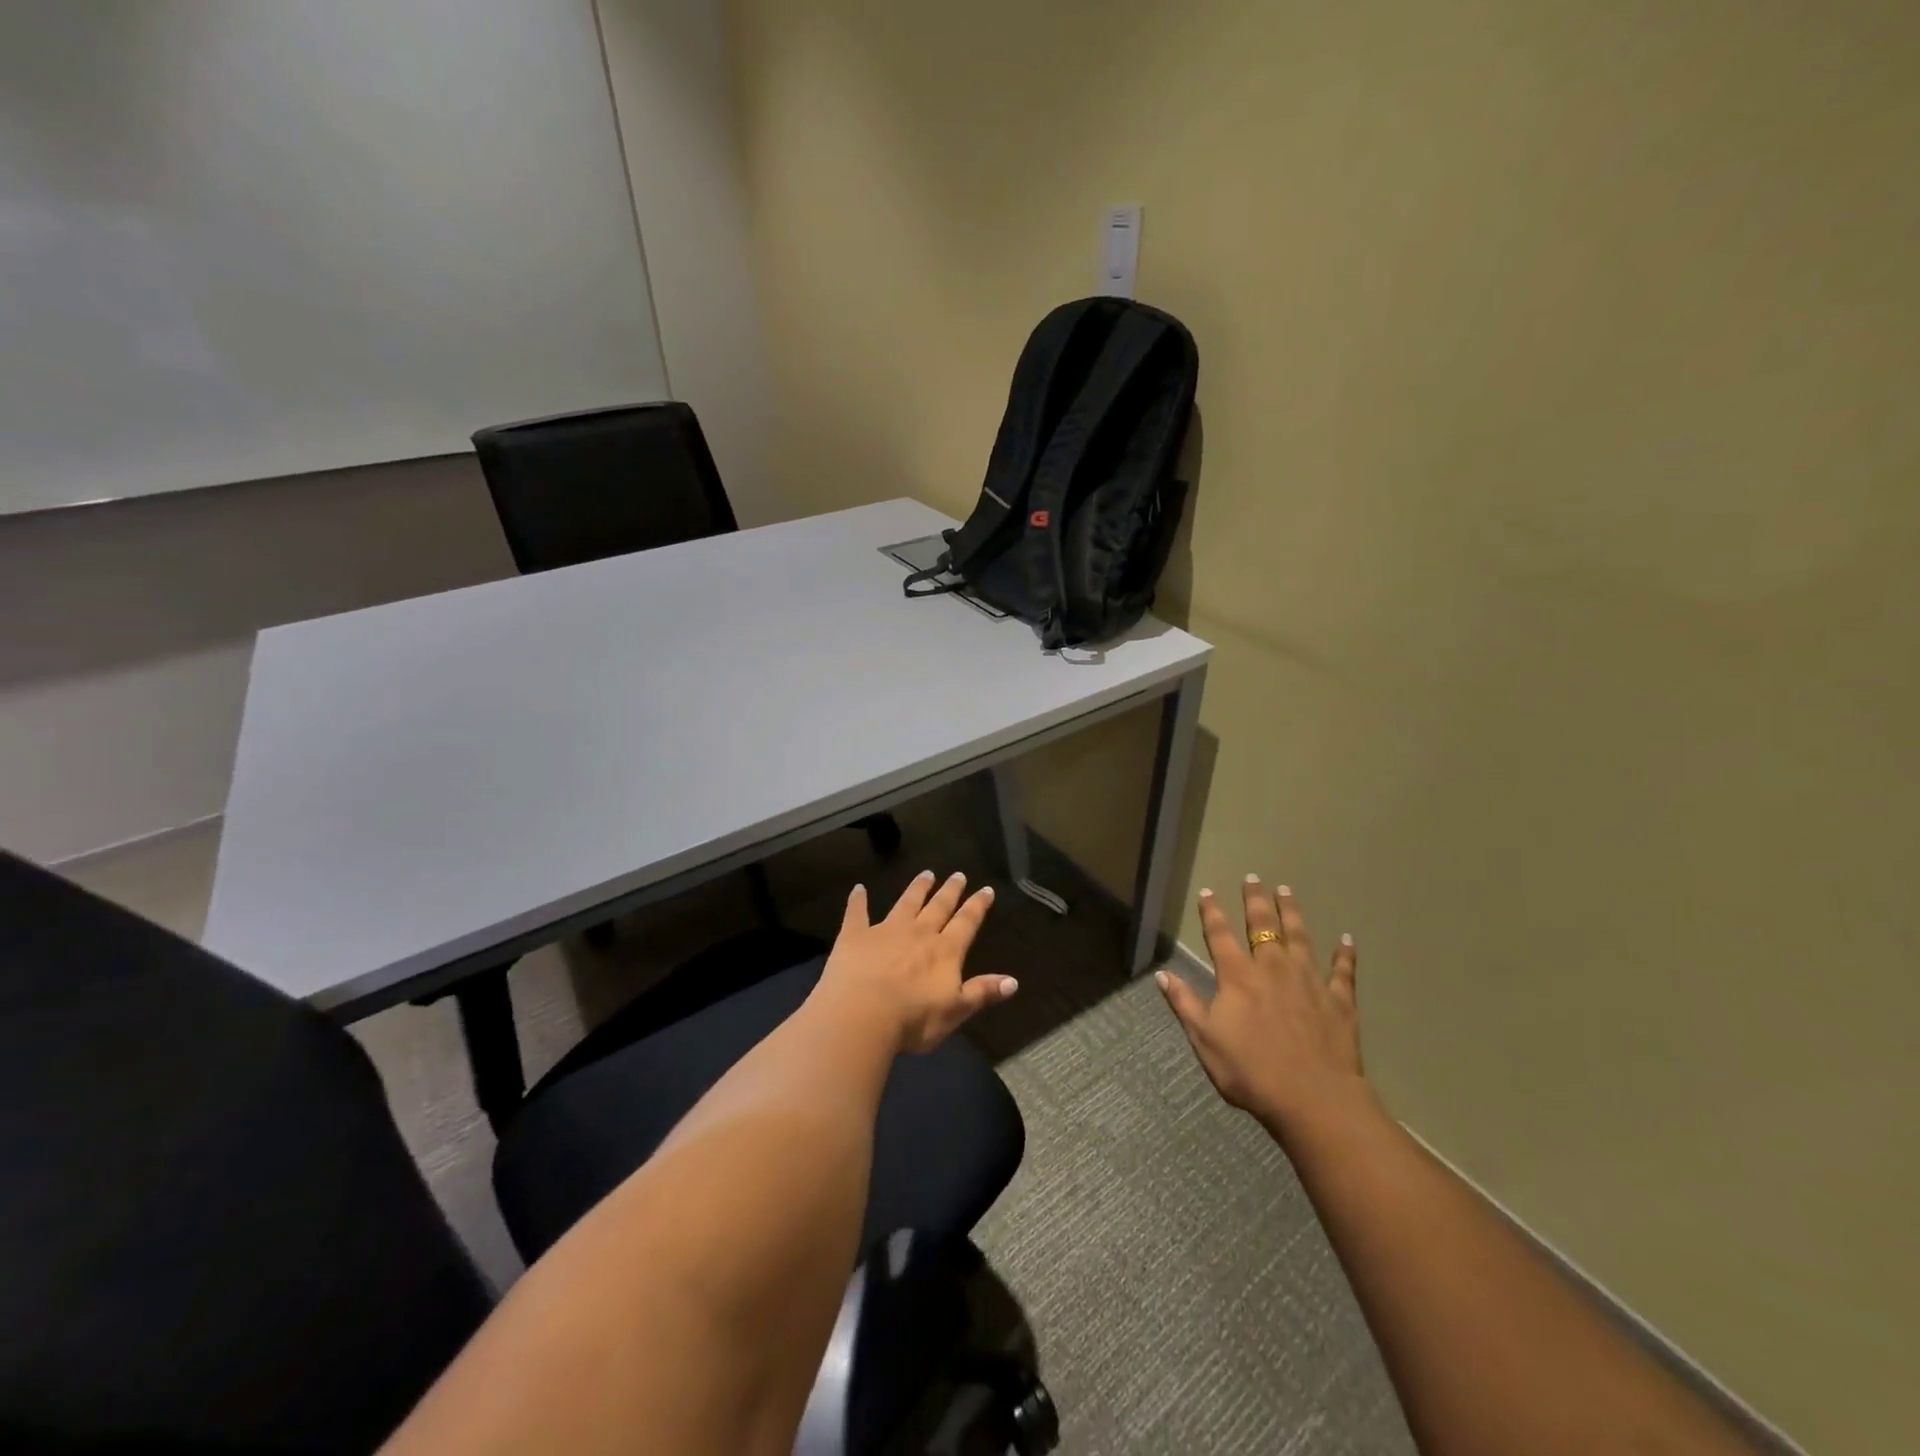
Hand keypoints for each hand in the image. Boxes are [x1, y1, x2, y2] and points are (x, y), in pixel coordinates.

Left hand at [814, 871, 1016, 1053]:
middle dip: (950, 891)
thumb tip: (1014, 981)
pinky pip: (857, 913)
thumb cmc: (913, 1019)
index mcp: (945, 951)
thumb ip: (982, 992)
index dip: (978, 906)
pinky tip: (858, 888)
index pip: (966, 923)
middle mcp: (918, 933)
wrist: (862, 1015)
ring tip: (926, 874)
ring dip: (917, 888)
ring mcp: (885, 931)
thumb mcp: (956, 1011)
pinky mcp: (855, 936)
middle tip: (958, 874)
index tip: (986, 890)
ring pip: (905, 903)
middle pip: (938, 907)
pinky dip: (858, 900)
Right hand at [1158, 876, 1372, 1140]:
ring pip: (1300, 937)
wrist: (1313, 1099)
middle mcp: (1273, 968)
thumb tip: (1162, 974)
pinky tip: (1347, 940)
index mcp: (1238, 976)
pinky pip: (1342, 971)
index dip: (1212, 912)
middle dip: (1255, 900)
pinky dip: (1344, 954)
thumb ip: (1185, 1004)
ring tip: (1286, 891)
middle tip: (1253, 878)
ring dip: (1292, 913)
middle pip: (1262, 925)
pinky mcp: (1339, 1000)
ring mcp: (1309, 981)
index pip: (1220, 935)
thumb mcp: (1205, 1040)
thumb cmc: (1251, 1072)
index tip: (1208, 892)